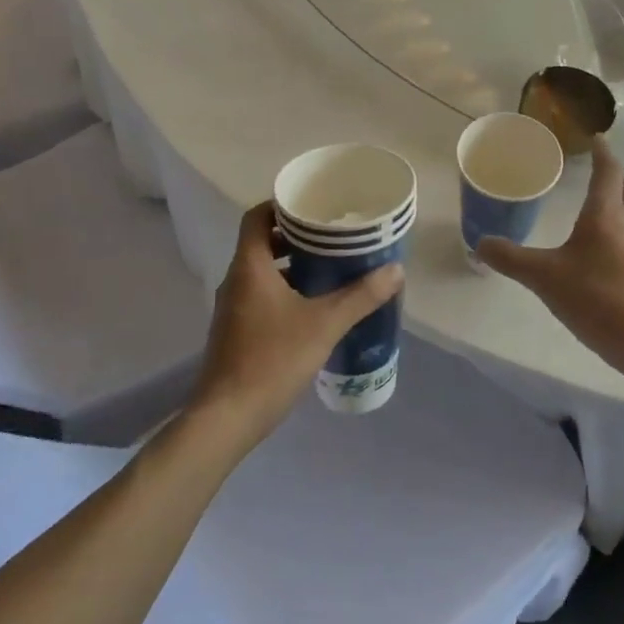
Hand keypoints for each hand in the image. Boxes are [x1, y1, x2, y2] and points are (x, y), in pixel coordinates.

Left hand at [191, 203, 403, 444]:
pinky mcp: (236, 332)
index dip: (282, 205)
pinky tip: (314, 307)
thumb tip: (396, 270)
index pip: (257, 217)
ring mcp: (233, 308)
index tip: (314, 206)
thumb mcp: (324, 325)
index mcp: (250, 267)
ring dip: (292, 265)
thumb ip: (361, 296)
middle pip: (262, 242)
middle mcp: (236, 280)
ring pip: (262, 271)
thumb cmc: (272, 360)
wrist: (228, 418)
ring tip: (330, 268)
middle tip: (333, 237)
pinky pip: (261, 296)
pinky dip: (285, 290)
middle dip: (296, 236)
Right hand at [477, 137, 623, 374]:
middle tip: (594, 172)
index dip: (602, 152)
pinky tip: (595, 255)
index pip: (608, 171)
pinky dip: (614, 236)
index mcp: (605, 215)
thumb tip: (480, 243)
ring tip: (590, 211)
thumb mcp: (544, 277)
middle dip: (613, 177)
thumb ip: (511, 259)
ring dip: (615, 206)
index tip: (596, 137)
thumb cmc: (598, 298)